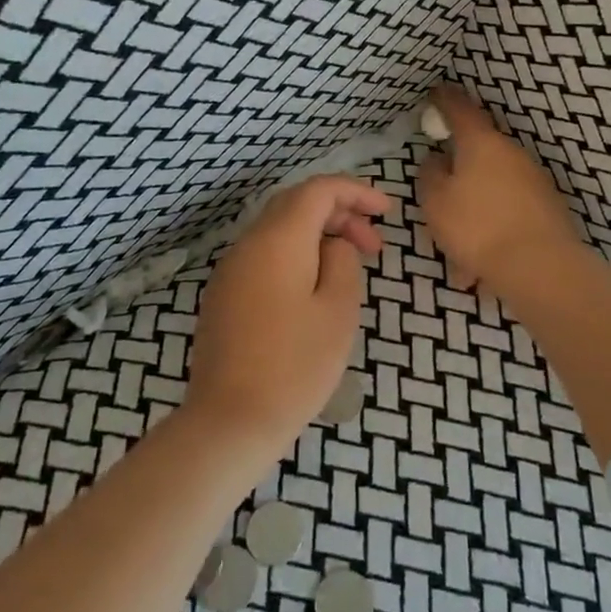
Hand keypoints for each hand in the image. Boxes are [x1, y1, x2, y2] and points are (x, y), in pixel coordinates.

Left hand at [185, 175, 389, 454]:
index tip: (386, 212)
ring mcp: (230, 269)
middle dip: (339, 213)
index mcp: (279, 239)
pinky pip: (264, 255)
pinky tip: (313, 288)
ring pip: (278, 230)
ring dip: (317, 235)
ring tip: (348, 267)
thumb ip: (342, 262)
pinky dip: (294, 255)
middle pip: (296, 204)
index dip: (355, 191)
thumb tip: (333, 244)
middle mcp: (249, 243)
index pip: (318, 190)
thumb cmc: (294, 366)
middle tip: (373, 245)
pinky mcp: (223, 295)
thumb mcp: (337, 310)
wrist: (229, 421)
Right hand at [418, 85, 584, 298]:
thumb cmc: (477, 227)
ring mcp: (533, 179)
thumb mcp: (435, 201)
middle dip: (458, 168)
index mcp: (481, 142)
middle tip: (439, 191)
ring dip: (474, 208)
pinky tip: (480, 267)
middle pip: (478, 150)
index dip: (444, 99)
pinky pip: (508, 212)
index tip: (435, 93)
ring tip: (459, 249)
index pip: (459, 108)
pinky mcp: (547, 208)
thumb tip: (437, 159)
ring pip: (492, 188)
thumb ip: (430, 174)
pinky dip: (492, 229)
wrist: (541, 268)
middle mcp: (511, 152)